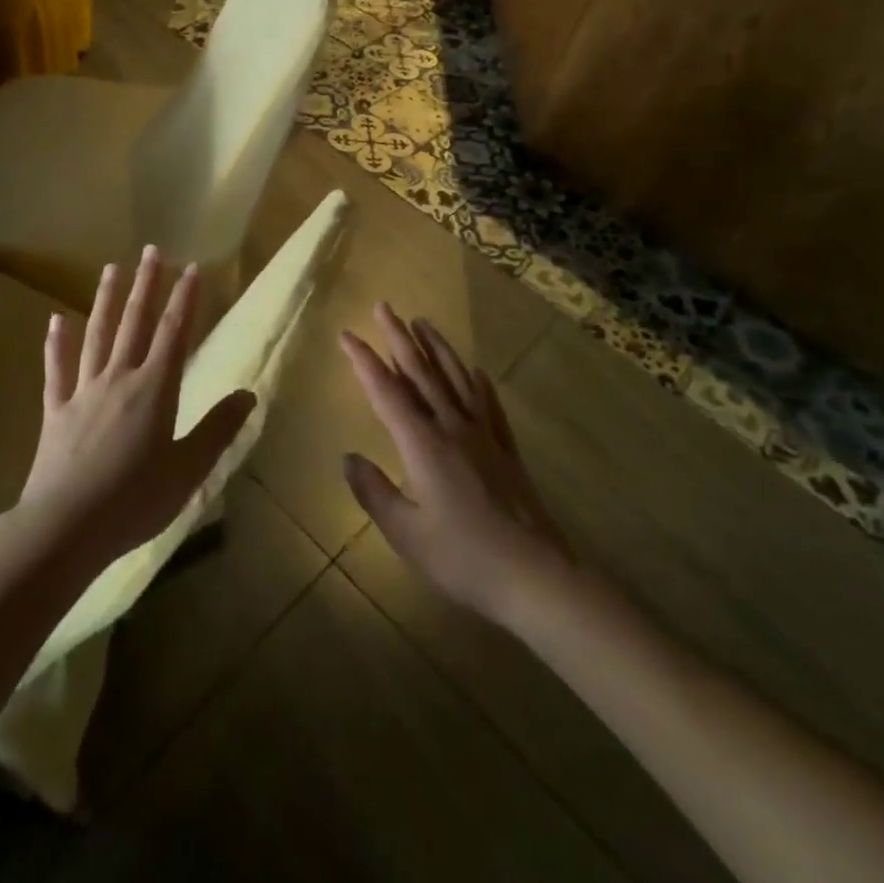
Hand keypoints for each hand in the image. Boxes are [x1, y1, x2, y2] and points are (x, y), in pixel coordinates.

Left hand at [17, 246, 254, 570]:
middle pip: (135, 323)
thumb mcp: (188, 470)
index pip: (174, 333)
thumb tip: (248, 393)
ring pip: (97, 335)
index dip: (185, 299)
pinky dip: (56, 344)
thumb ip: (218, 429)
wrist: (65, 528)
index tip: (191, 267)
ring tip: (111, 268)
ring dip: (106, 300)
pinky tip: (55, 321)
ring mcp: (84, 391)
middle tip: (152, 250)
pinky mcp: (56, 411)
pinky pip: (57, 370)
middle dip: (146, 285)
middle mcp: (119, 378)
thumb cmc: (135, 501)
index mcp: (155, 390)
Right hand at [341, 304, 572, 626]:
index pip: (386, 392)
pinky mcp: (505, 449)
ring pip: (455, 378)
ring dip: (436, 347)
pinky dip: (477, 382)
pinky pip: (488, 404)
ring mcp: (483, 435)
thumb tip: (348, 457)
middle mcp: (451, 427)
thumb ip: (373, 492)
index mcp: (422, 444)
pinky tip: (474, 369)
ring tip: (422, 321)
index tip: (347, 334)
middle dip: (398, 337)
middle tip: (383, 306)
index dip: (364, 361)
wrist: (536, 576)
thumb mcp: (406, 533)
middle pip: (421, 373)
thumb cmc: (463, 558)